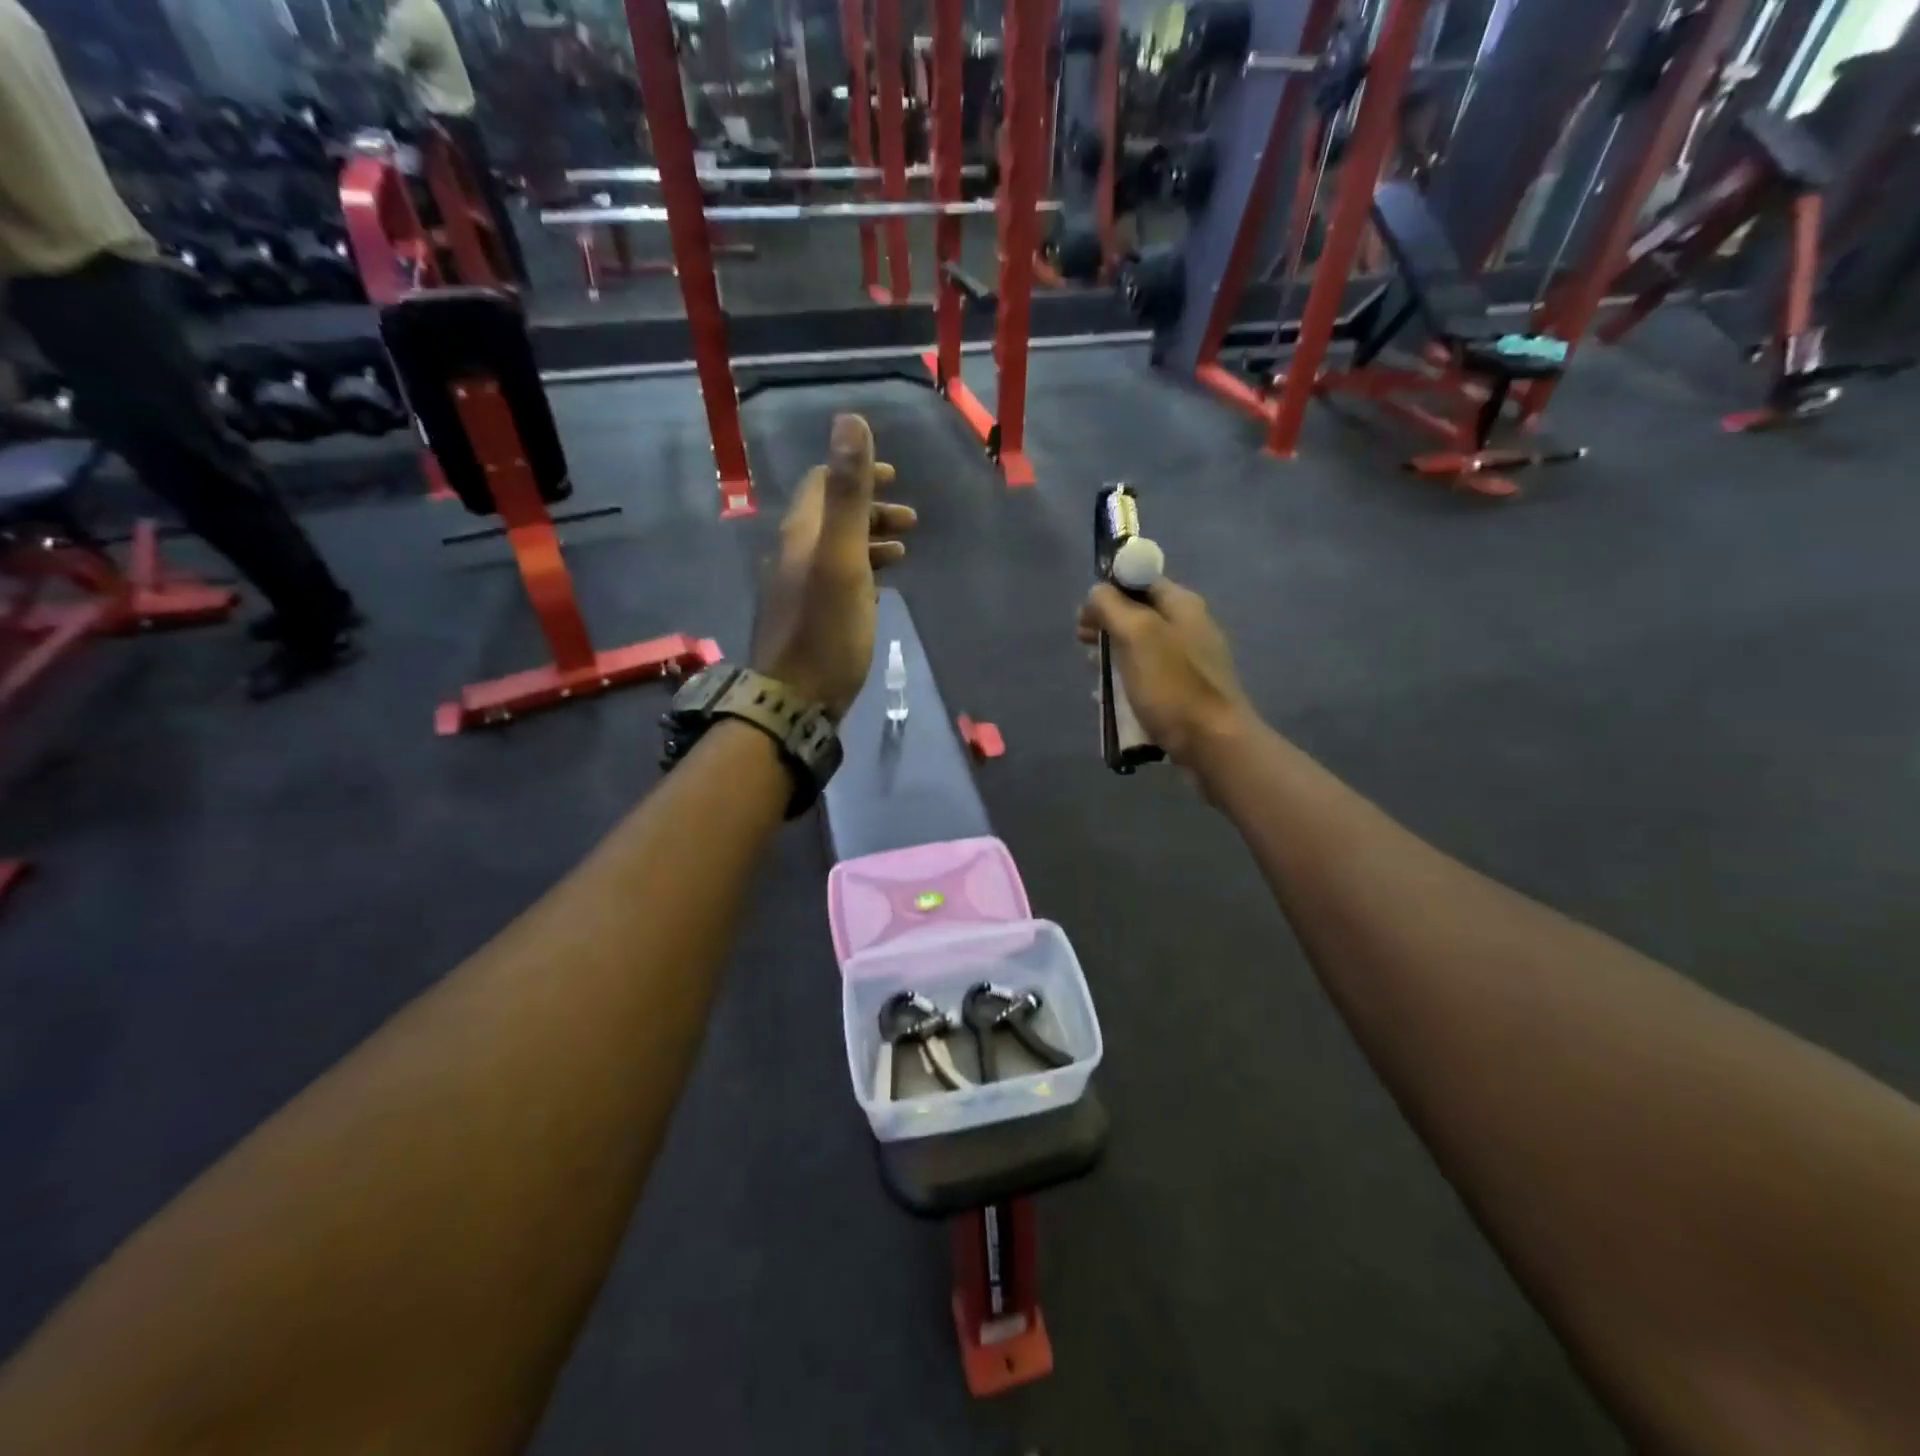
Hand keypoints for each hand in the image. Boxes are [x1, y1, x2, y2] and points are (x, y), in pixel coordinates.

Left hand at [750, 414, 916, 719]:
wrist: (794, 701)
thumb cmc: (825, 630)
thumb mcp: (842, 558)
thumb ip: (848, 493)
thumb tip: (849, 420)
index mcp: (800, 535)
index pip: (821, 484)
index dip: (857, 474)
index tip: (895, 479)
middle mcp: (792, 555)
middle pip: (830, 517)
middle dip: (871, 511)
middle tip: (910, 521)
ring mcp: (795, 589)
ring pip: (835, 551)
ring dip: (869, 542)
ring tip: (903, 553)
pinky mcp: (805, 619)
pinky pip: (835, 580)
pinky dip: (861, 572)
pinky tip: (878, 589)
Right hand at [1077, 577, 1253, 769]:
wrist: (1212, 743)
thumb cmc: (1172, 685)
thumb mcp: (1137, 634)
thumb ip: (1112, 606)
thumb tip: (1097, 592)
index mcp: (1182, 605)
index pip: (1140, 580)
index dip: (1109, 590)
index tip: (1085, 613)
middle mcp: (1188, 627)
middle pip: (1137, 614)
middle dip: (1106, 625)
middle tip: (1083, 642)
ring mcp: (1187, 662)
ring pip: (1139, 648)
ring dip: (1112, 654)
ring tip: (1093, 672)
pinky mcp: (1182, 692)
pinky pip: (1146, 677)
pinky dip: (1125, 680)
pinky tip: (1110, 697)